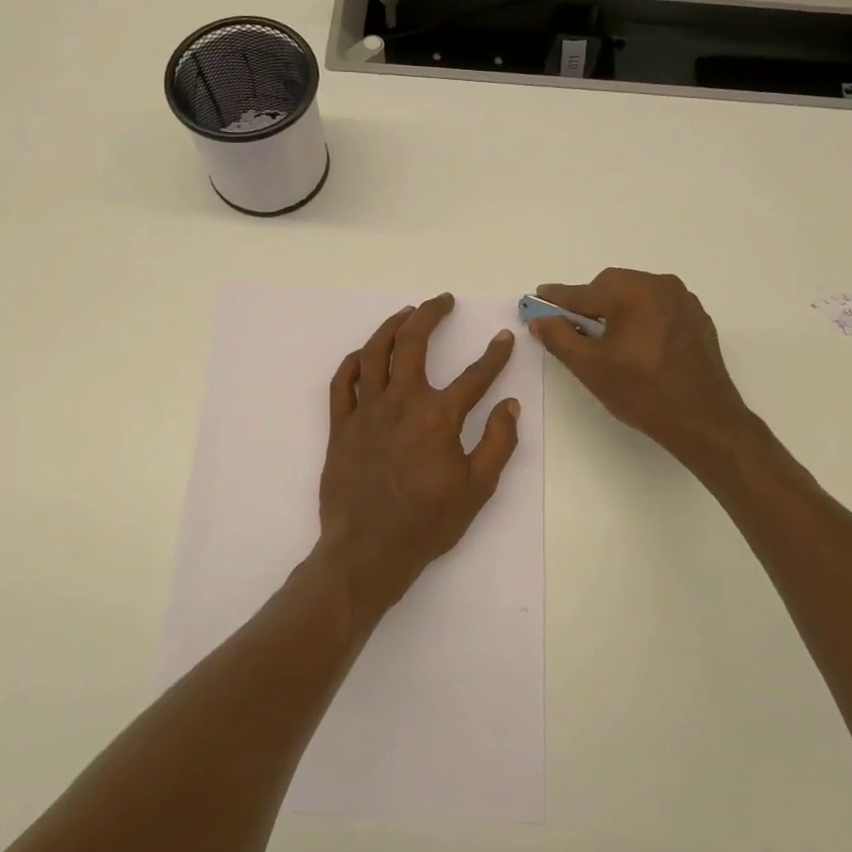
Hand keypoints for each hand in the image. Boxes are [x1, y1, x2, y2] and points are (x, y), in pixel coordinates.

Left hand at [316, 293, 521, 623]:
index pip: (474, 376)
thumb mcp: (477, 489)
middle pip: (413, 343)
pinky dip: (352, 362)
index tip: (504, 339)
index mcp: (438, 417)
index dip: (494, 355)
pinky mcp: (340, 426)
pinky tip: (363, 355)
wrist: (368, 550)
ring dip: (391, 326)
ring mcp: (366, 411)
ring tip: (406, 313)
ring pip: (374, 353)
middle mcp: (401, 402)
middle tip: (443, 301)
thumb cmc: (426, 523)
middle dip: (430, 314)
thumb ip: (497, 443)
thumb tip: (511, 405)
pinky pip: (342, 383)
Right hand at [528, 269, 762, 472]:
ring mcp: (684, 301)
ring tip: (605, 340)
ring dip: (616, 309)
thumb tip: (540, 319)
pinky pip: (658, 308)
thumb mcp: (590, 367)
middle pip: (611, 286)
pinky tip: (636, 345)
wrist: (703, 419)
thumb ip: (560, 338)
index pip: (583, 292)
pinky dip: (641, 318)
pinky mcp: (697, 319)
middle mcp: (661, 285)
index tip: (536, 298)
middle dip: (589, 303)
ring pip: (636, 294)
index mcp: (633, 292)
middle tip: (572, 328)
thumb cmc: (642, 392)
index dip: (556, 298)